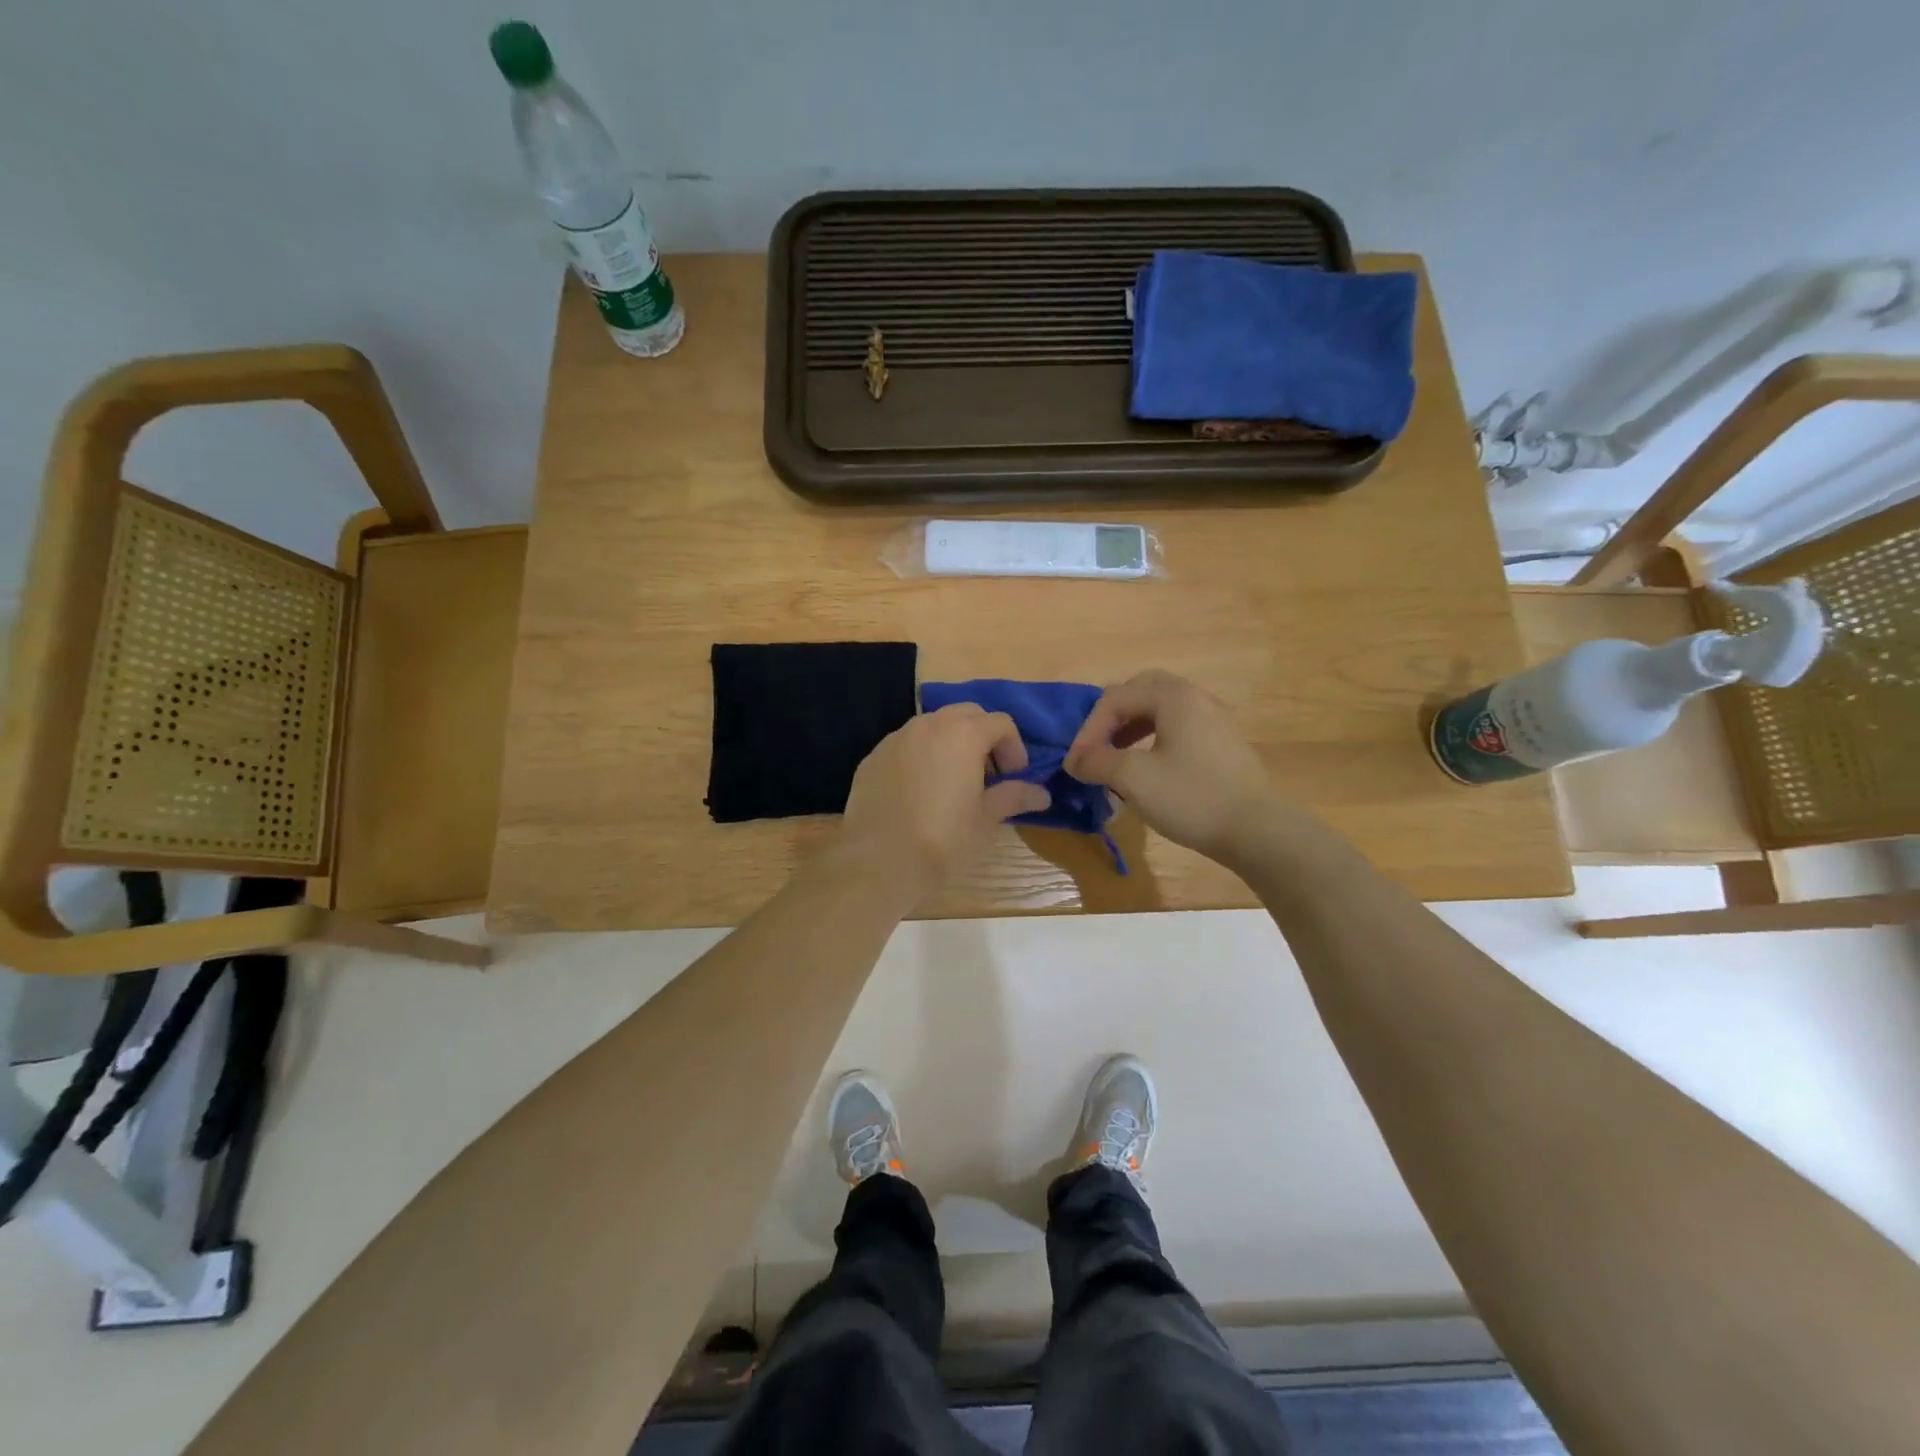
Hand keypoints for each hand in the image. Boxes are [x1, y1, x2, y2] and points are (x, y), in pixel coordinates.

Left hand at [840, 704, 1051, 906]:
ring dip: (950, 743)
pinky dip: (920, 757)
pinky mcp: (873, 757)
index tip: (1014, 776)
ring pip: (932, 726)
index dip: (1014, 747)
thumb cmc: (944, 838)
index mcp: (963, 734)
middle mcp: (929, 725)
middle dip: (983, 736)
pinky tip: (919, 792)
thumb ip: (1014, 797)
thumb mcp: (987, 819)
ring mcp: (896, 739)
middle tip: (988, 774)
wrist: (880, 860)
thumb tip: (1042, 794)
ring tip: (953, 781)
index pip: (1001, 722)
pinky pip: (905, 746)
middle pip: (966, 714)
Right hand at [1065, 669, 1281, 865]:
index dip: (1088, 729)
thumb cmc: (1192, 797)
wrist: (1257, 830)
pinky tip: (1148, 767)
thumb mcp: (1134, 778)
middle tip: (1096, 744)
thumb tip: (1074, 760)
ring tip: (1116, 755)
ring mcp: (1214, 719)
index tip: (1076, 763)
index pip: (1115, 698)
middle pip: (1141, 691)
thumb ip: (1097, 762)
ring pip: (1161, 709)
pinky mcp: (1222, 743)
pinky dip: (1153, 738)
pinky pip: (1178, 726)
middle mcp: (1196, 698)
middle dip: (1111, 717)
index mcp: (1173, 697)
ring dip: (1131, 726)